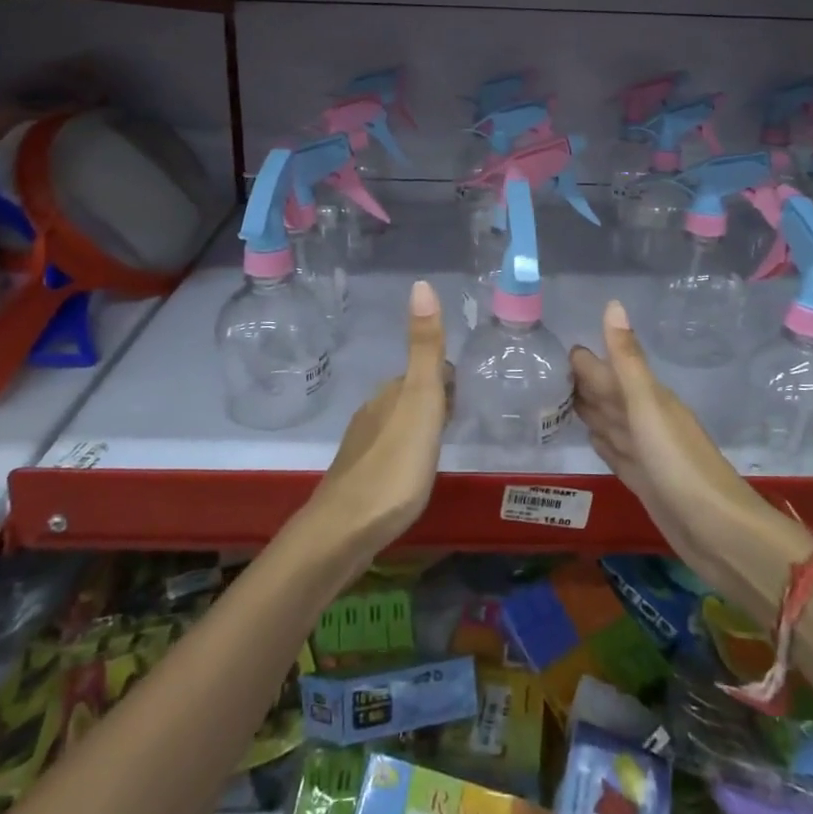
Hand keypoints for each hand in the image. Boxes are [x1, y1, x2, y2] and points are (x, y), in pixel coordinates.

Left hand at [306, 280, 451, 559]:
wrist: (344, 530)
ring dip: (419, 427)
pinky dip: (404, 453)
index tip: (467, 393)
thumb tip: (421, 283)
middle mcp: (373, 412)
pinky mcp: (357, 478)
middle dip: (435, 401)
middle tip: (461, 418)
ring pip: (397, 423)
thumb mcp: (421, 402)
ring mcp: (362, 446)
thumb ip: (425, 348)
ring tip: (441, 446)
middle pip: (410, 396)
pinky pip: (388, 452)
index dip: (448, 379)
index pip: (426, 371)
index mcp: (391, 393)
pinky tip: (412, 474)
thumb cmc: (394, 465)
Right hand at [572, 300, 811, 622]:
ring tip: (560, 401)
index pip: (608, 372)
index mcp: (648, 399)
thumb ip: (627, 359)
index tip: (554, 349)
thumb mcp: (648, 405)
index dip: (584, 361)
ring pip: (611, 423)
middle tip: (547, 372)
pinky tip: (591, 439)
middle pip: (608, 396)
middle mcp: (647, 421)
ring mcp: (647, 453)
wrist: (718, 531)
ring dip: (589, 411)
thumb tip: (612, 304)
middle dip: (582, 383)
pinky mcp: (645, 482)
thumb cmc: (679, 463)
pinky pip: (616, 453)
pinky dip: (602, 443)